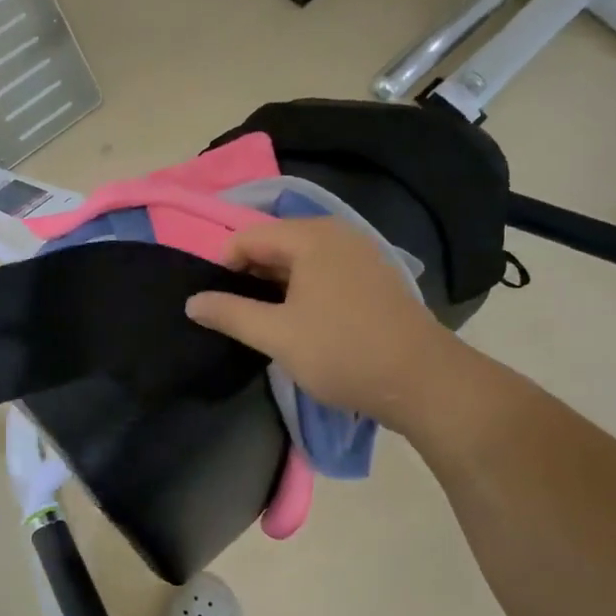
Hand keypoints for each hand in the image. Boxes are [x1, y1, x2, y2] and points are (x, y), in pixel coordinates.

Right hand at [185, 218, 455, 428]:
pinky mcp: (374, 277)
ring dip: (275, 286)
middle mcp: (336, 233)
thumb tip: (192, 302)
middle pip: (274, 244)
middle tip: (235, 315)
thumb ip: (229, 313)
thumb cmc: (343, 352)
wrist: (423, 381)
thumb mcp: (276, 335)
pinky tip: (301, 321)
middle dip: (249, 276)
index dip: (222, 267)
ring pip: (300, 260)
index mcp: (310, 237)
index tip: (215, 304)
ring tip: (264, 321)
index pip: (247, 238)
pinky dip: (303, 290)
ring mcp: (360, 253)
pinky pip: (324, 272)